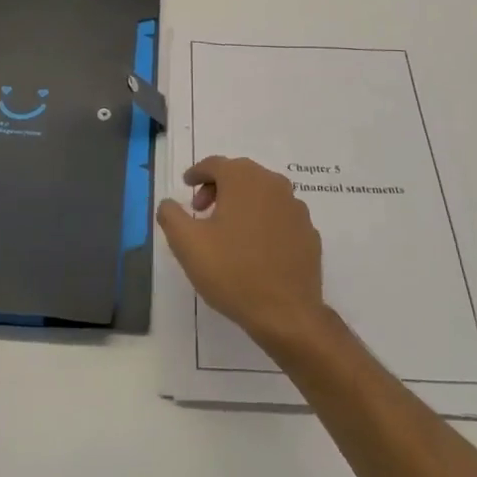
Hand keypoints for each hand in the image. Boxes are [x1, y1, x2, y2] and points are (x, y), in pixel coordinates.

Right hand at [157, 156, 328, 353]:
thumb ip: (171, 216)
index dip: (197, 173)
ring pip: (262, 193)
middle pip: (240, 174)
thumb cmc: (232, 272)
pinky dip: (263, 220)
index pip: (215, 164)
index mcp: (244, 179)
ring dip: (241, 202)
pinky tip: (254, 247)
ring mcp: (296, 208)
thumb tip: (168, 203)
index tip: (186, 186)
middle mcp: (273, 184)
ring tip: (227, 230)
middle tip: (201, 210)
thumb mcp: (187, 244)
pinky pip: (279, 215)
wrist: (286, 313)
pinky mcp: (309, 232)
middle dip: (217, 187)